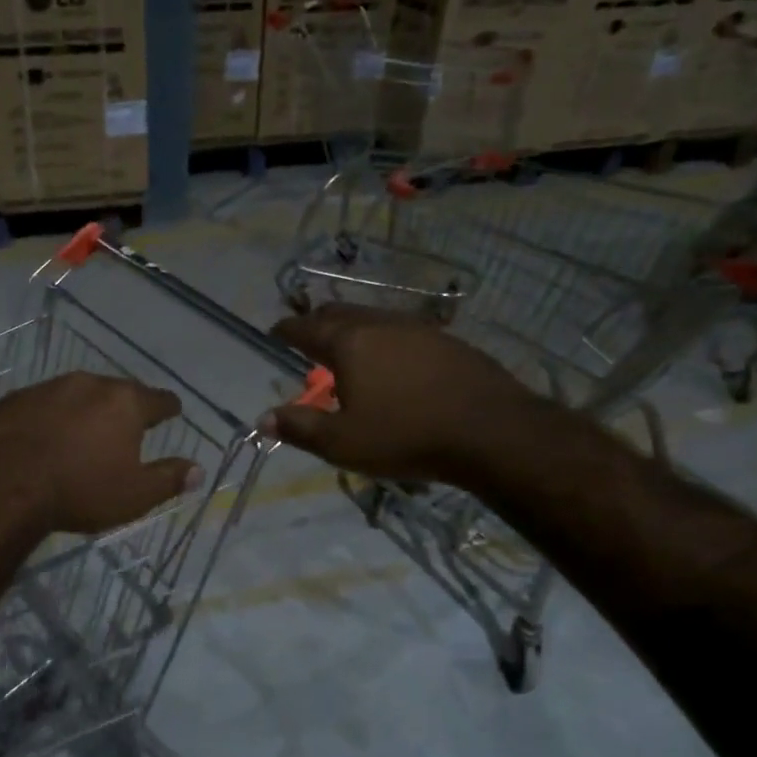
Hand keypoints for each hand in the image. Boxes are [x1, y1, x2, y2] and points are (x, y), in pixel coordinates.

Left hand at [0, 372, 200, 534]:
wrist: (4, 485)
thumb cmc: (80, 490)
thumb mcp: (134, 495)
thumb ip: (169, 479)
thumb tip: (198, 470)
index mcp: (125, 403)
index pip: (159, 400)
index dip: (168, 408)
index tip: (172, 412)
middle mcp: (89, 384)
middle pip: (117, 392)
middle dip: (123, 407)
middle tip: (125, 427)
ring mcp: (48, 387)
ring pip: (76, 394)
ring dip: (83, 409)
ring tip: (81, 433)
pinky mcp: (14, 399)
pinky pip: (41, 405)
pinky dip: (48, 417)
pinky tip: (42, 437)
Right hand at [262, 304, 531, 483]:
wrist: (492, 432)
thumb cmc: (406, 436)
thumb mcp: (343, 443)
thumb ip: (300, 428)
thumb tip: (264, 418)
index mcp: (349, 343)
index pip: (305, 328)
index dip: (285, 330)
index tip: (274, 334)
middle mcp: (380, 324)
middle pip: (339, 313)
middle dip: (317, 323)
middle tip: (307, 340)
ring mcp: (418, 328)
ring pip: (373, 318)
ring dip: (353, 329)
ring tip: (349, 352)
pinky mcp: (447, 340)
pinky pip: (402, 330)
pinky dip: (384, 339)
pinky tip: (393, 362)